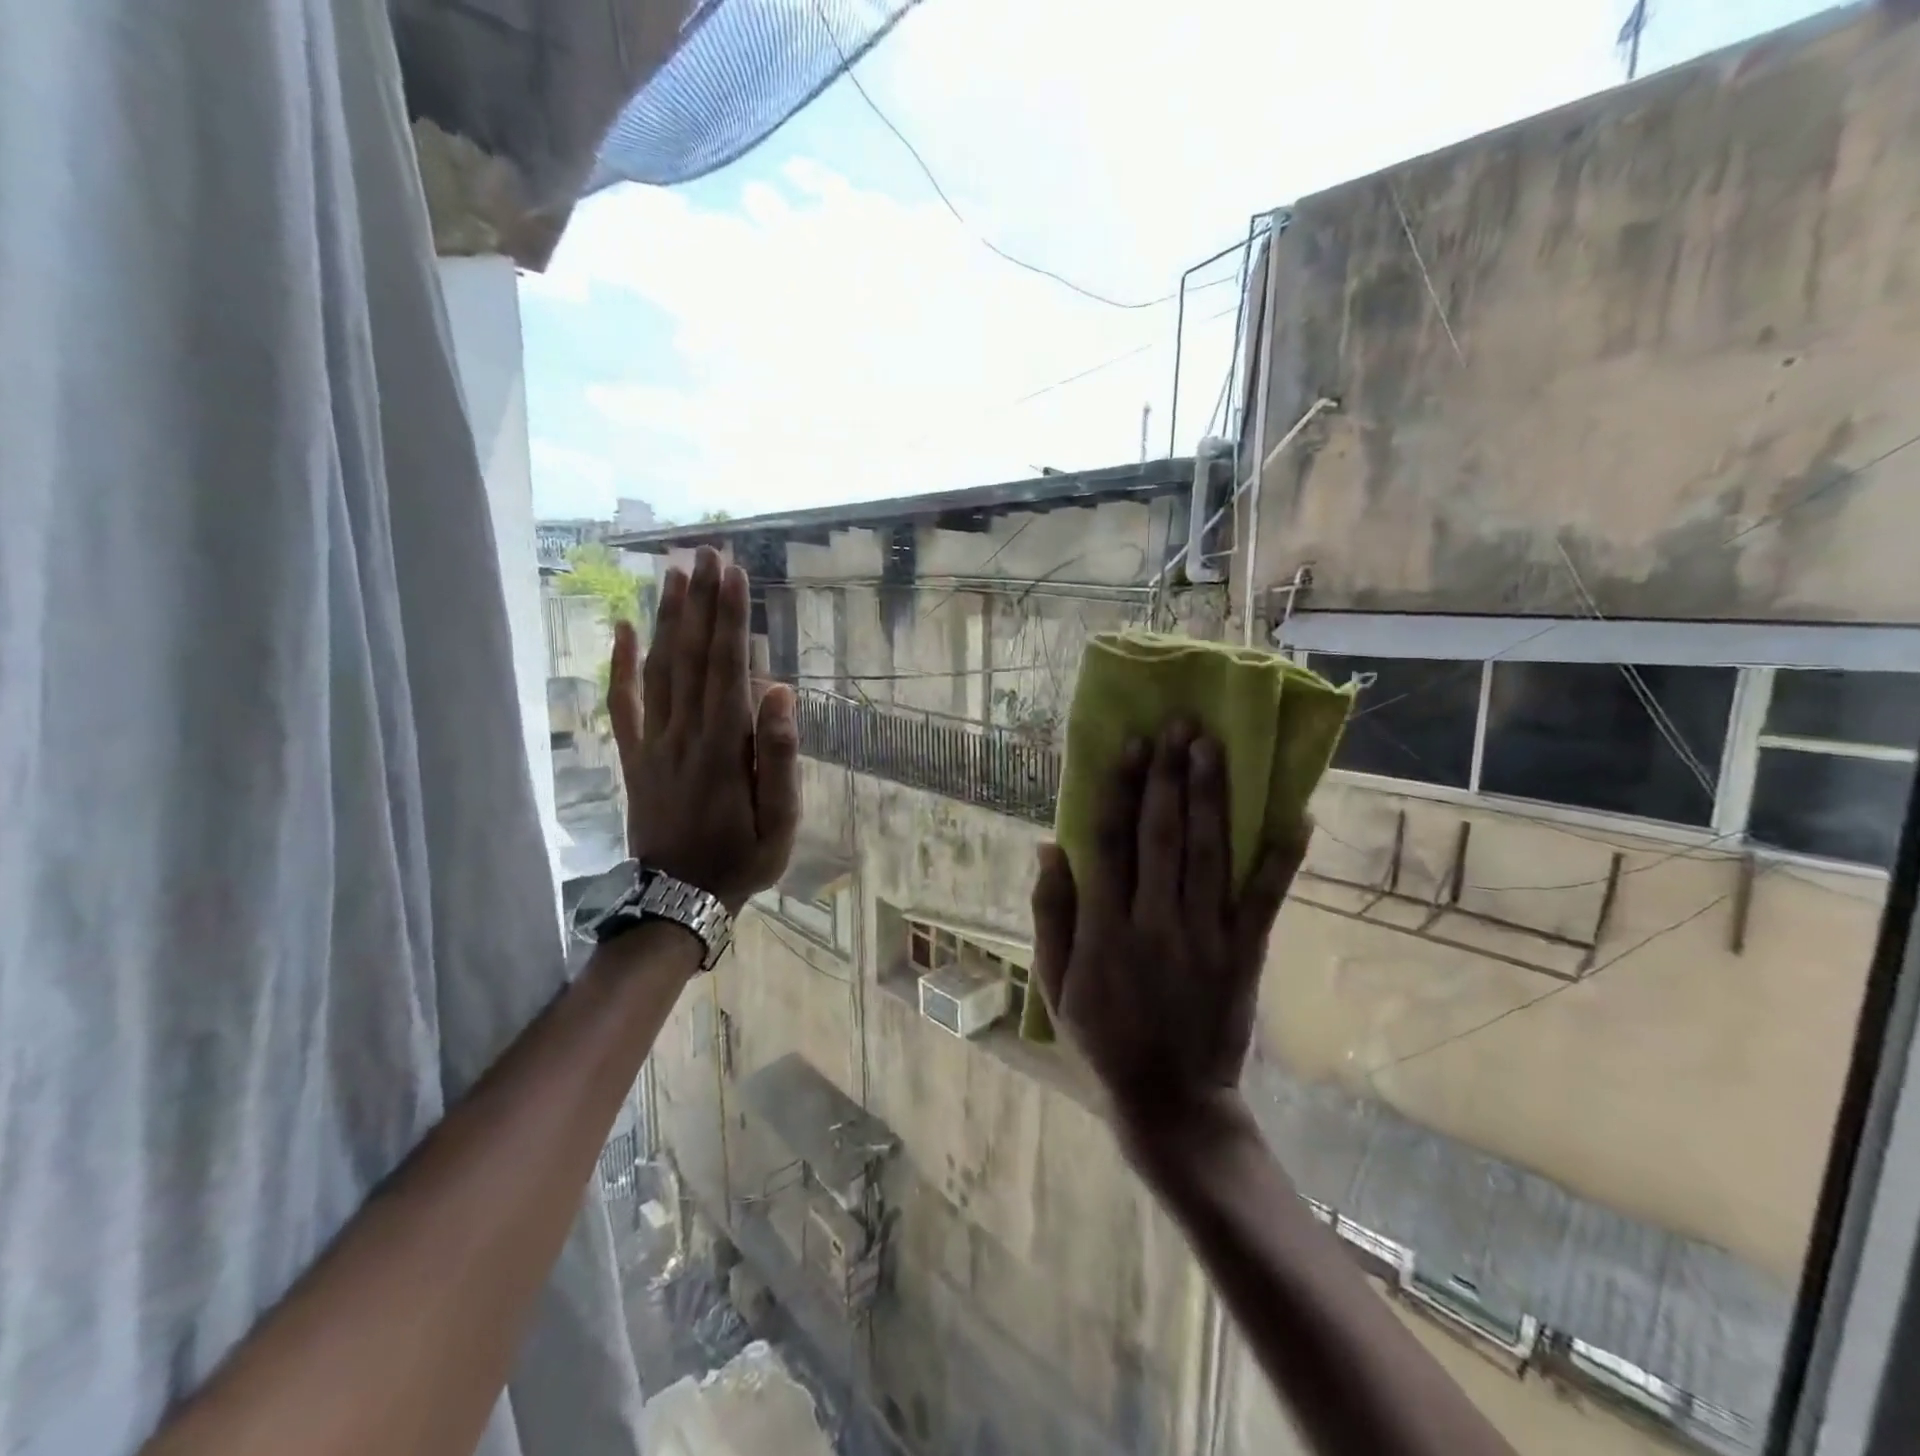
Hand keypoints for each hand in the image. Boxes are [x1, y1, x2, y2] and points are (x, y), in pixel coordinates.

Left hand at [608, 546, 799, 912]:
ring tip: (674, 574)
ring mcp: (652, 743)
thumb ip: (779, 756)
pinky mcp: (634, 756)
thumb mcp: (781, 822)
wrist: (679, 900)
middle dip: (700, 602)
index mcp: (722, 747)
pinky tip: (620, 629)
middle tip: (705, 554)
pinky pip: (622, 704)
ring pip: (657, 670)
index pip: (727, 668)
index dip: (730, 618)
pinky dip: (619, 665)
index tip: (733, 573)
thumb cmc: (742, 860)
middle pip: (691, 656)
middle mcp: (683, 733)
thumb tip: (780, 692)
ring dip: (666, 620)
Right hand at [1031, 722, 1307, 1140]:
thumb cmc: (1102, 1037)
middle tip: (1179, 726)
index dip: (1120, 790)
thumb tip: (1049, 847)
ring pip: (1207, 854)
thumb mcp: (1055, 983)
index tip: (1131, 745)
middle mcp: (1155, 922)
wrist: (1171, 1100)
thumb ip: (1051, 914)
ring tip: (1212, 747)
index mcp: (1105, 929)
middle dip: (1169, 776)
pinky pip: (1263, 898)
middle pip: (1162, 835)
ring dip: (1210, 796)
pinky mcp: (1244, 954)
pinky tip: (1296, 817)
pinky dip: (1281, 857)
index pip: (1111, 844)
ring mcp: (1205, 937)